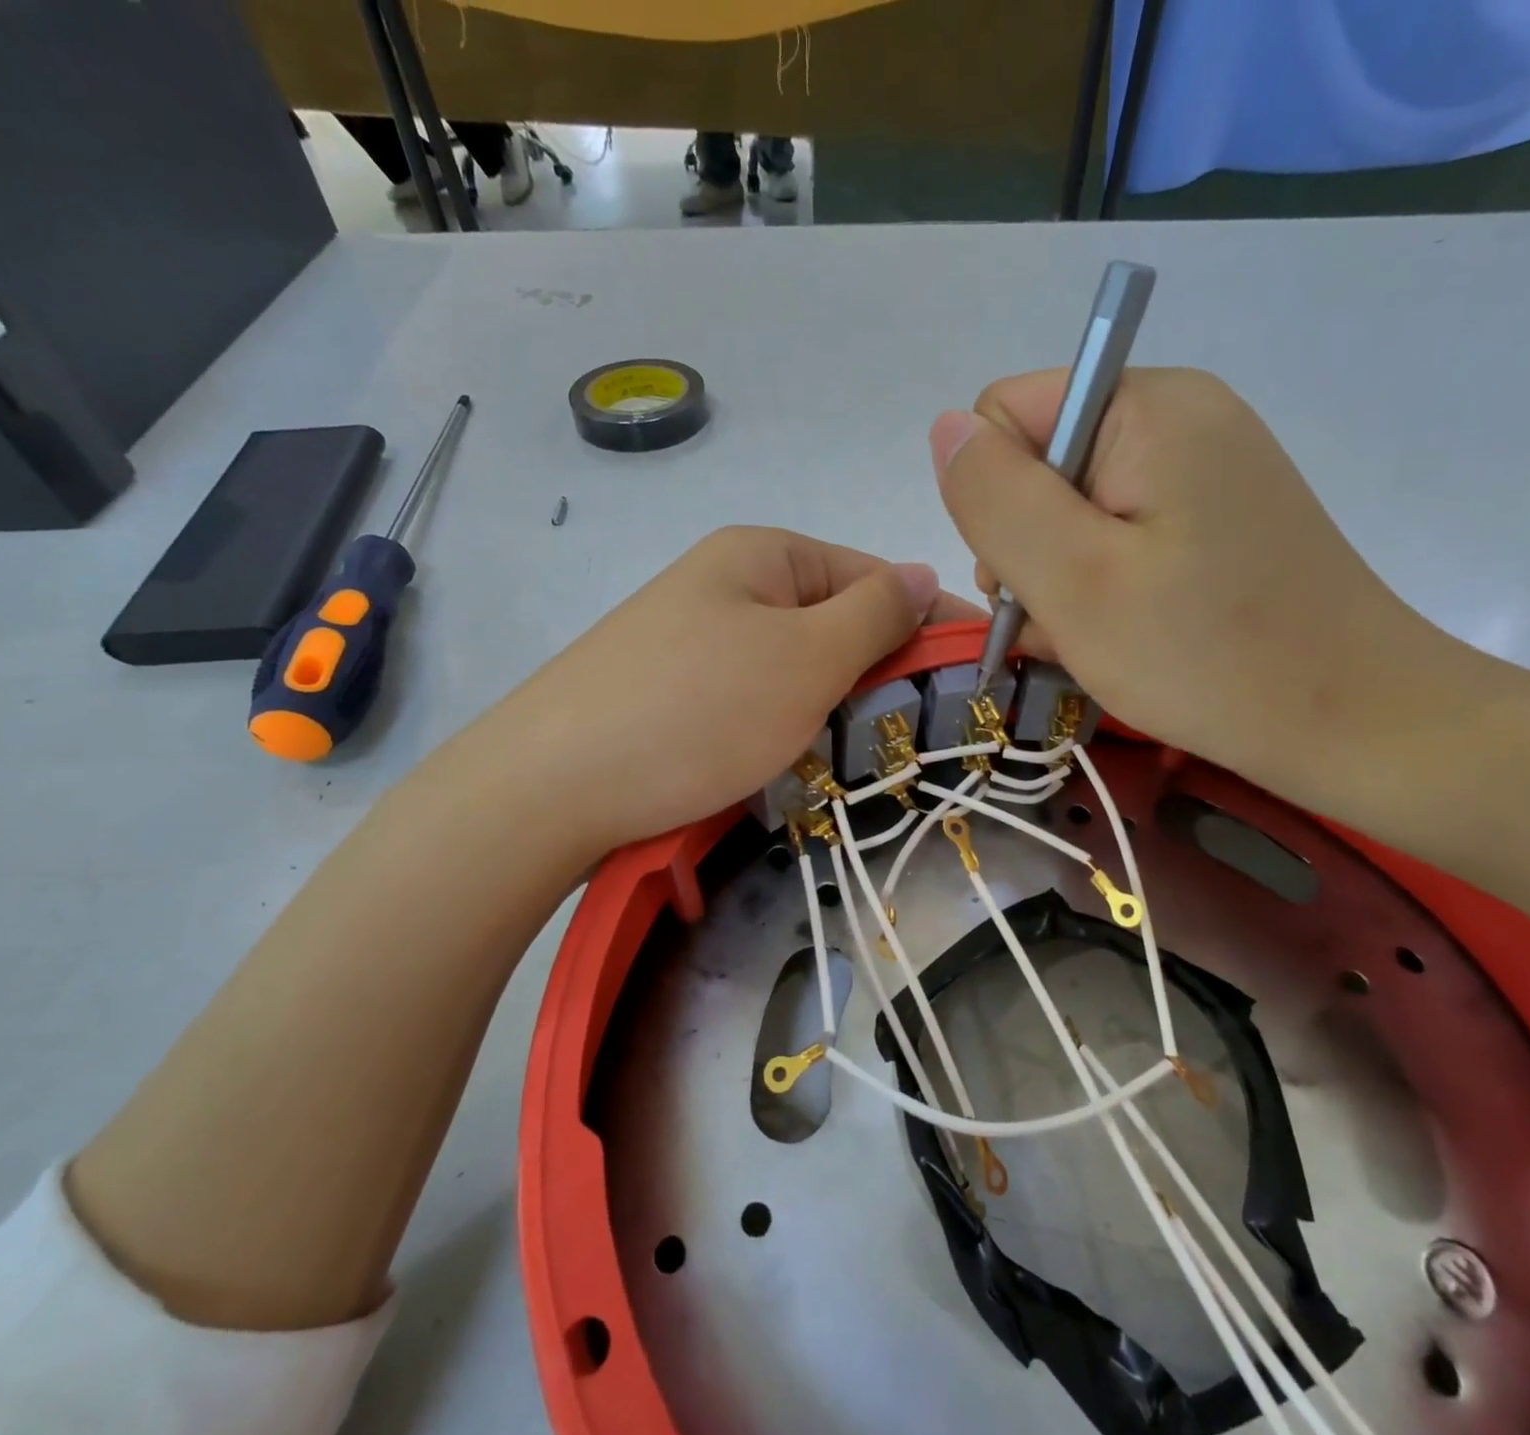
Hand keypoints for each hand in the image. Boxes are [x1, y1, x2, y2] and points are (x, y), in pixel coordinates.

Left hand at [479, 527, 980, 858]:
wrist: (550, 786)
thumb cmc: (698, 711)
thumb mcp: (806, 657)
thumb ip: (875, 613)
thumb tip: (921, 572)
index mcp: (763, 553)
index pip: (874, 575)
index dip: (929, 622)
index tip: (979, 676)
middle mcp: (726, 583)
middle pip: (832, 620)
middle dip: (878, 670)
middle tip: (918, 731)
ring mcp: (693, 638)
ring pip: (794, 665)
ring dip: (832, 703)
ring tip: (858, 753)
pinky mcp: (670, 690)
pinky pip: (752, 697)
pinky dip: (783, 724)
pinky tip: (790, 759)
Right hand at [931, 367, 1453, 791]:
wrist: (1354, 724)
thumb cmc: (1206, 656)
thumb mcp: (1074, 582)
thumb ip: (996, 499)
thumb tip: (945, 429)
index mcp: (1147, 407)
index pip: (1007, 416)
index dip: (997, 500)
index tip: (1037, 572)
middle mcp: (1179, 417)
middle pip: (1039, 465)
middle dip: (1028, 547)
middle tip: (1066, 615)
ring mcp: (1202, 470)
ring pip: (1071, 511)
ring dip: (1059, 578)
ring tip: (1093, 636)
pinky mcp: (1214, 519)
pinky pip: (1117, 537)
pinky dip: (1099, 588)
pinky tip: (1118, 635)